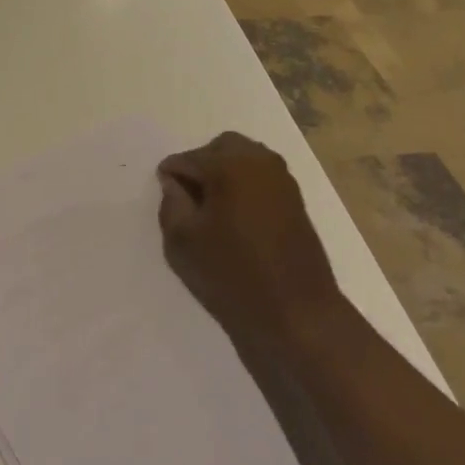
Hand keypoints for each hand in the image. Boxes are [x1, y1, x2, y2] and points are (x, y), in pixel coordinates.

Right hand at [157, 133, 344, 344]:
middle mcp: (258, 160)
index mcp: (229, 164)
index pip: (187, 159)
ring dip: (225, 174)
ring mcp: (282, 178)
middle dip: (201, 166)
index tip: (166, 199)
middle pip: (219, 149)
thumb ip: (171, 203)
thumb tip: (174, 183)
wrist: (298, 315)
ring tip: (213, 210)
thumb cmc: (233, 276)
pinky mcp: (296, 198)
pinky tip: (237, 218)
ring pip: (243, 159)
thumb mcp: (183, 242)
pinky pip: (261, 177)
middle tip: (189, 200)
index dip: (171, 176)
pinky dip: (245, 186)